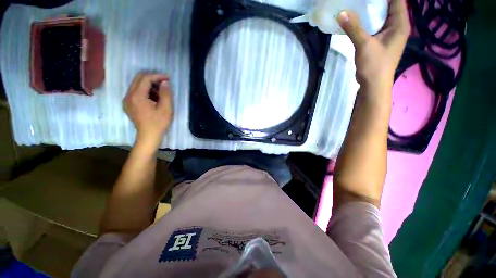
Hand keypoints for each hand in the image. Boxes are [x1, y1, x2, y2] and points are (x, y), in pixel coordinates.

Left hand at [123, 73, 172, 149]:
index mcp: (137, 96)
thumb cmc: (159, 123)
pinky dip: (145, 90)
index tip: (168, 78)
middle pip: (139, 79)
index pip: (145, 78)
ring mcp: (126, 100)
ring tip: (161, 91)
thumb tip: (164, 83)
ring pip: (136, 85)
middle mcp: (128, 95)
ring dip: (149, 84)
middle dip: (152, 78)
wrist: (148, 136)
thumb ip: (166, 94)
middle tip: (165, 83)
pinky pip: (135, 92)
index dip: (157, 76)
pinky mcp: (128, 104)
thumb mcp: (166, 109)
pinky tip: (153, 97)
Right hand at [337, 0, 409, 89]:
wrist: (373, 85)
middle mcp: (397, 26)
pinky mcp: (380, 41)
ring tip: (358, 4)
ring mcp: (388, 34)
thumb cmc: (374, 65)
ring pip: (381, 16)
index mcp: (400, 24)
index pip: (397, 0)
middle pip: (389, 6)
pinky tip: (357, 19)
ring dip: (371, 10)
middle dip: (376, 1)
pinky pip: (375, 26)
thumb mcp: (364, 45)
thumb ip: (354, 28)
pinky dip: (367, 21)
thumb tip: (341, 13)